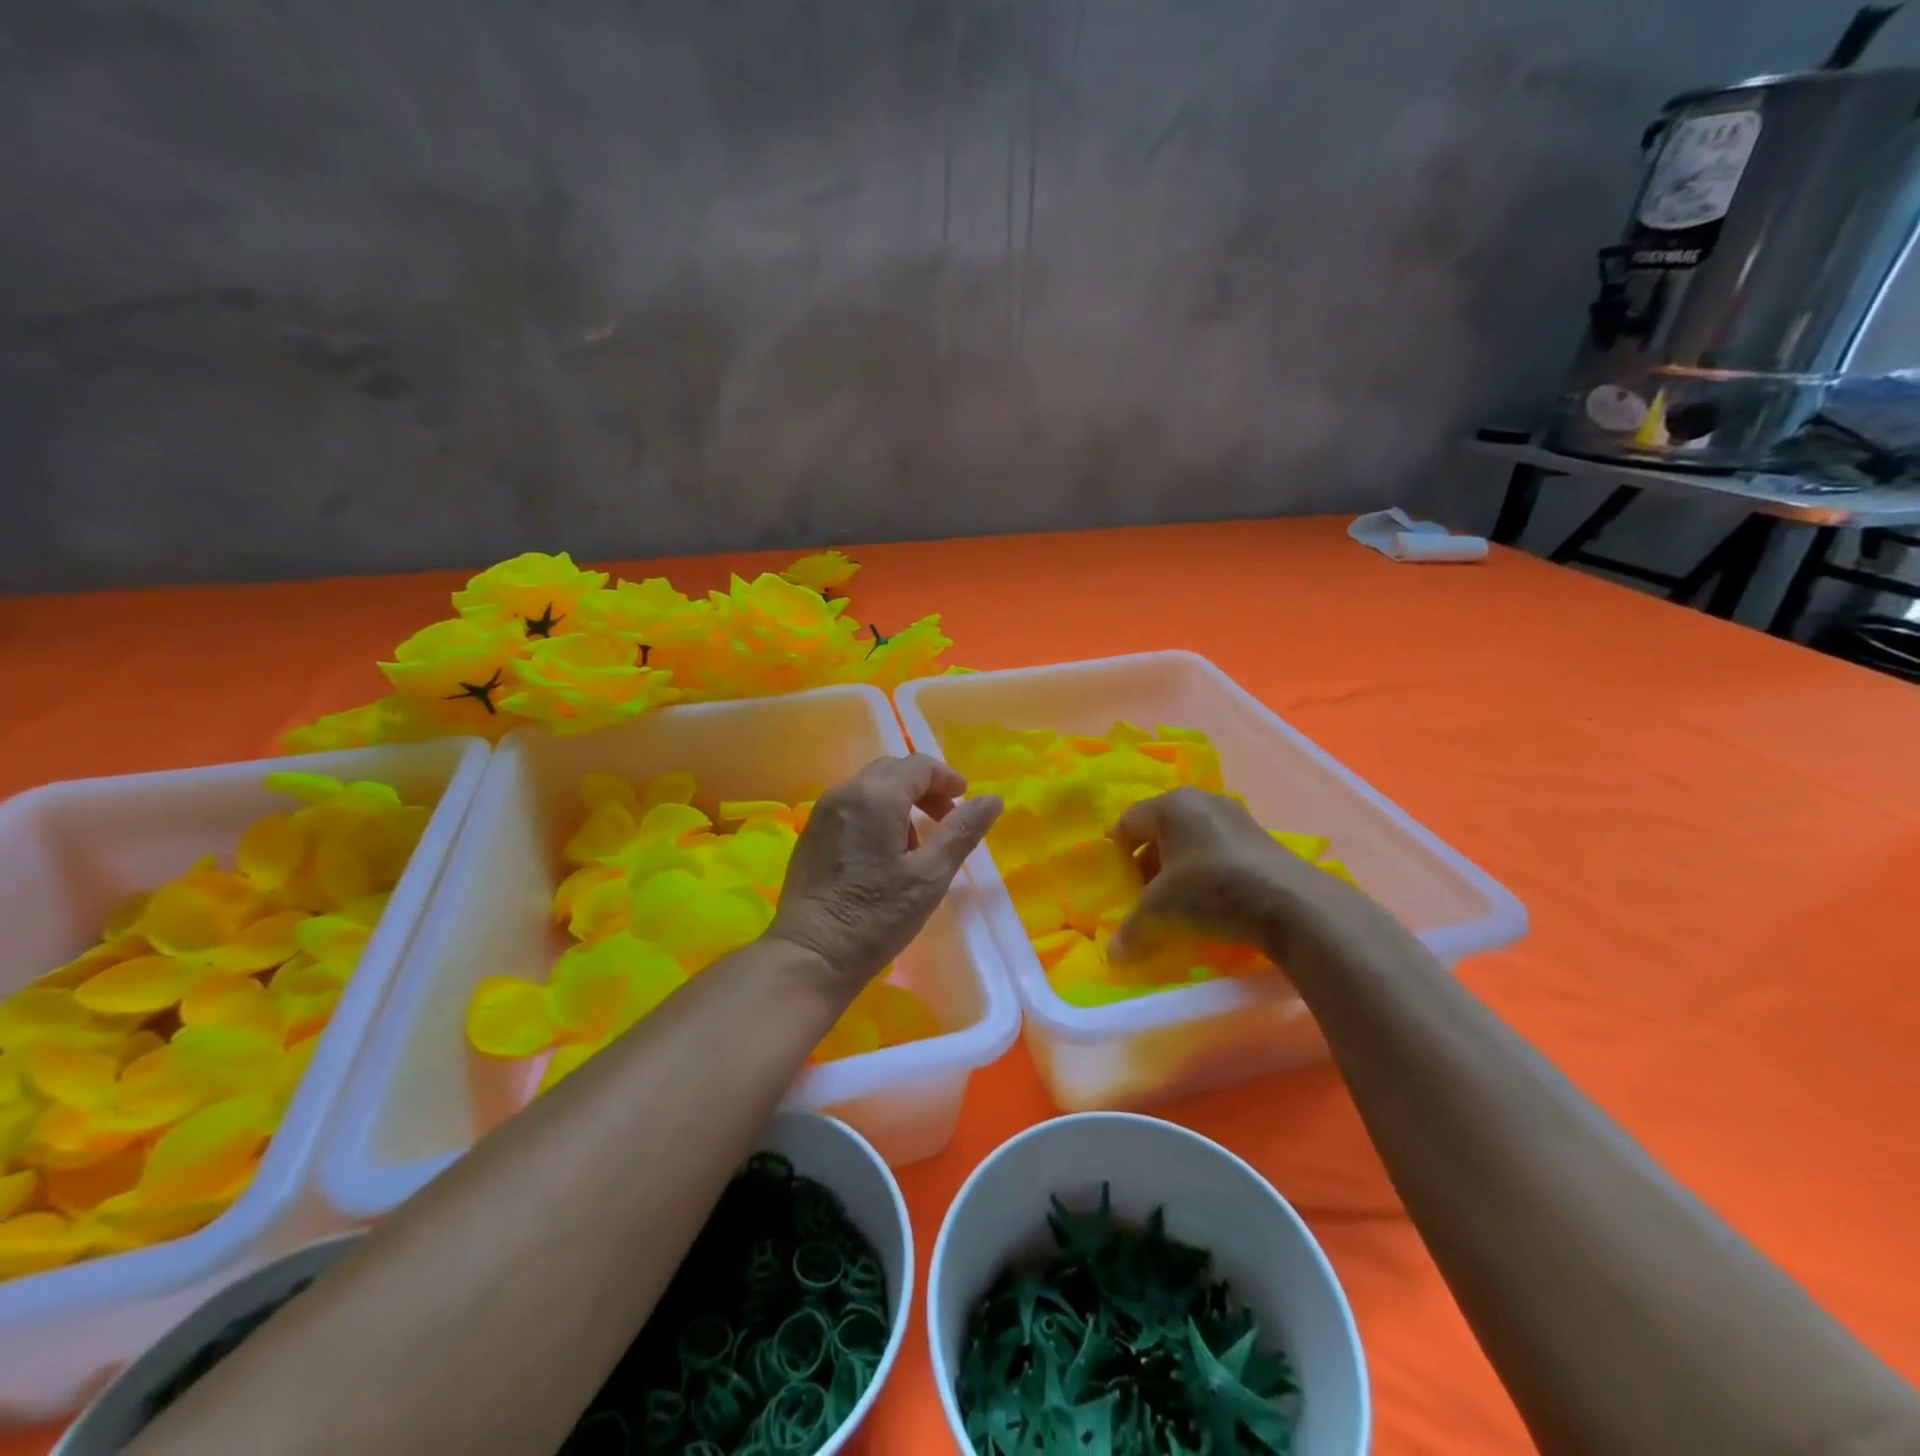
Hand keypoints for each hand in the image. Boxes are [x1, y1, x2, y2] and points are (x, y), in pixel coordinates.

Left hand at [767, 755, 1003, 995]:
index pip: (918, 765)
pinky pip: (851, 807)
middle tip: (946, 820)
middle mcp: (845, 793)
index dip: (947, 778)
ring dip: (900, 801)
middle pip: (892, 771)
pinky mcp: (812, 834)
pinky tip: (884, 854)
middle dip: (924, 788)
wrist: (809, 956)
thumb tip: (992, 799)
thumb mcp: (930, 876)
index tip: (965, 800)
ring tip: (916, 845)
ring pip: (870, 788)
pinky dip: (876, 814)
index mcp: (875, 797)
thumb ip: (961, 832)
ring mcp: (823, 813)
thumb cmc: (875, 916)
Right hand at [1108, 787, 1363, 963]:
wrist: (1293, 905)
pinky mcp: (1261, 839)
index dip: (1116, 853)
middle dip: (1147, 864)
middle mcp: (1202, 801)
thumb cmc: (1212, 889)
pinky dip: (1206, 873)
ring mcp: (1236, 817)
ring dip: (1177, 870)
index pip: (1128, 822)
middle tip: (1142, 896)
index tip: (1115, 882)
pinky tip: (1210, 903)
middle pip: (1160, 831)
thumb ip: (1132, 928)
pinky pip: (1218, 852)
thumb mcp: (1161, 911)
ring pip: (1190, 842)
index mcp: (1172, 804)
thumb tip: (1113, 954)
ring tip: (1176, 904)